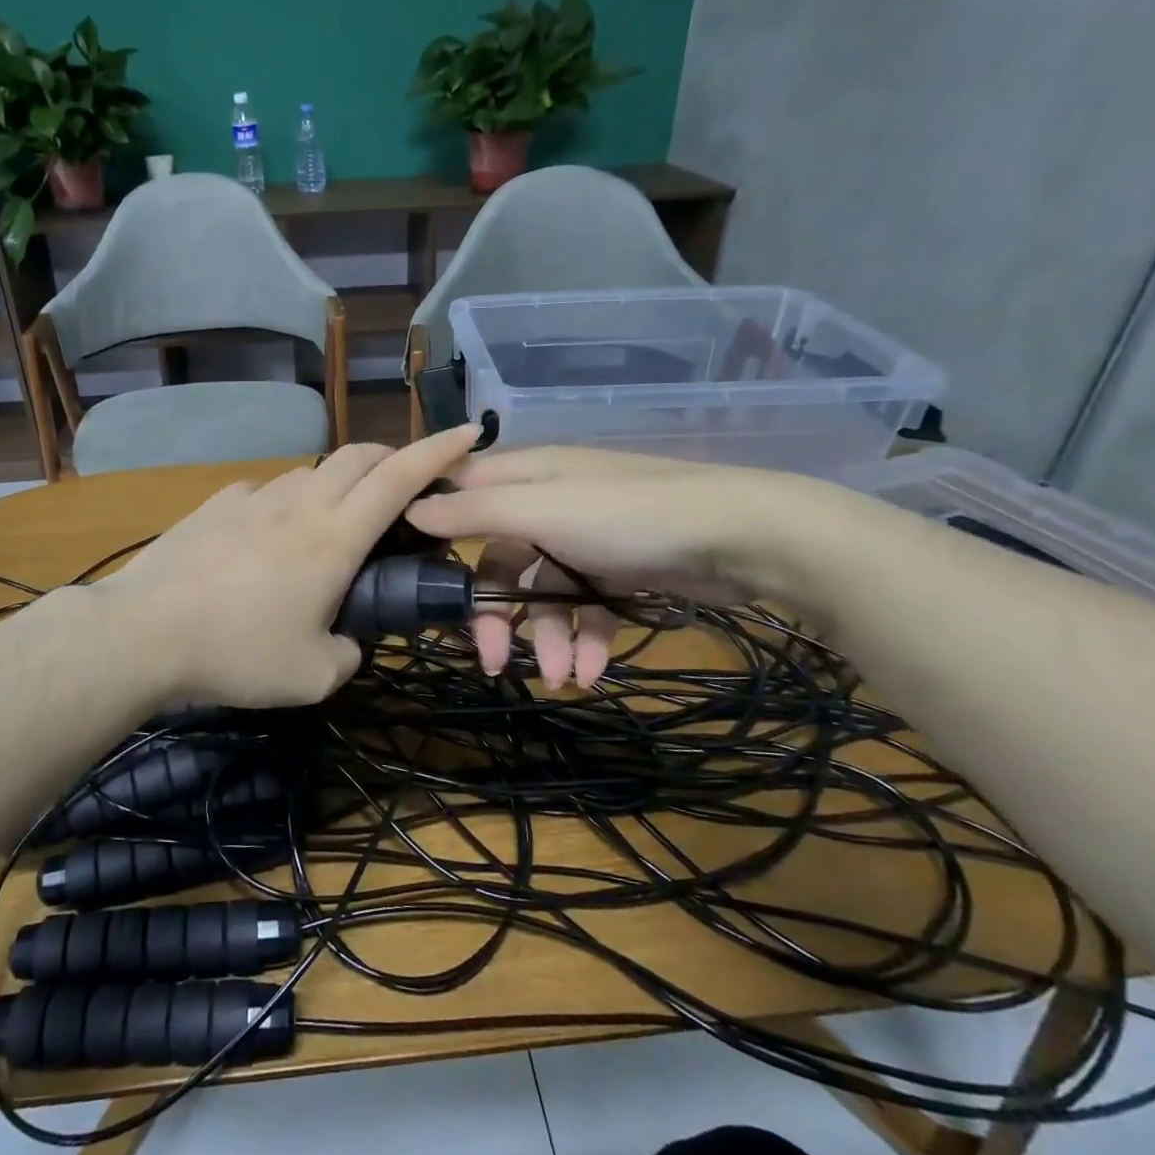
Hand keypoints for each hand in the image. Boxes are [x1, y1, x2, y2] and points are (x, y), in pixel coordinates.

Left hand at [92, 426, 483, 708]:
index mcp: (335, 537)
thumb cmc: (238, 652)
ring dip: (337, 483)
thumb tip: (349, 641)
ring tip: (332, 521)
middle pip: (358, 456)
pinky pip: (265, 491)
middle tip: (404, 485)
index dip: (440, 451)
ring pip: (311, 471)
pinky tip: (268, 535)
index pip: (400, 477)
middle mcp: (300, 503)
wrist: (145, 632)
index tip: (469, 432)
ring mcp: (254, 498)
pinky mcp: (216, 504)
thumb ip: (349, 653)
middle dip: (392, 457)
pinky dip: (286, 502)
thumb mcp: (313, 675)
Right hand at [404, 447, 838, 688]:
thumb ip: (473, 512)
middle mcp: (550, 502)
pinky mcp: (622, 569)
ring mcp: (587, 538)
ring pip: (545, 594)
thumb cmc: (629, 517)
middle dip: (497, 615)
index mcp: (526, 476)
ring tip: (564, 678)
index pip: (461, 498)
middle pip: (500, 561)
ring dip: (550, 639)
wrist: (745, 536)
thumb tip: (409, 508)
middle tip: (494, 663)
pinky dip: (588, 640)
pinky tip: (597, 670)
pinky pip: (589, 608)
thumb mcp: (541, 510)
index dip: (437, 535)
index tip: (418, 582)